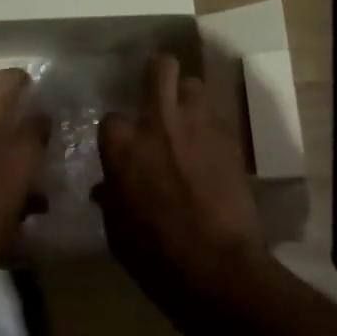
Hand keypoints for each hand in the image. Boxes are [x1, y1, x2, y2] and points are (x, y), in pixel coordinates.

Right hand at [95, 55, 275, 327]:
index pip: (111, 119)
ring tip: (188, 123)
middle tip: (158, 96)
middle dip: (158, 75)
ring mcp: (197, 125)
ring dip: (188, 100)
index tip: (125, 149)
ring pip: (194, 85)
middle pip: (160, 68)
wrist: (216, 267)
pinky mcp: (229, 138)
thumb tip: (106, 188)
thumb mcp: (117, 231)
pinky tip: (210, 152)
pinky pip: (217, 118)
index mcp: (121, 144)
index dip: (119, 134)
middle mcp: (157, 122)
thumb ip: (111, 199)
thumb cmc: (154, 254)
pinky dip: (210, 129)